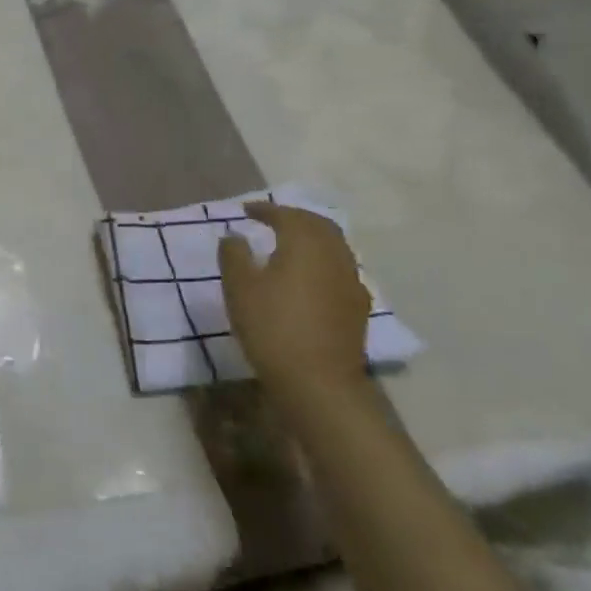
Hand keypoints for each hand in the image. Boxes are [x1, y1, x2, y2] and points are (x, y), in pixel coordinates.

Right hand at [219, 202, 372, 399]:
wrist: (317, 380)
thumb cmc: (271, 326)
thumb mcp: (238, 287)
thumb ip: (234, 255)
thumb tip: (235, 236)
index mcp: (305, 245)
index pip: (288, 216)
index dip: (266, 210)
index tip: (246, 211)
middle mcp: (334, 257)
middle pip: (320, 226)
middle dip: (295, 218)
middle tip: (271, 220)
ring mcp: (351, 282)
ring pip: (335, 247)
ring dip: (312, 238)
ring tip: (288, 245)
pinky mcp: (357, 307)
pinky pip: (340, 269)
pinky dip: (322, 261)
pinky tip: (308, 277)